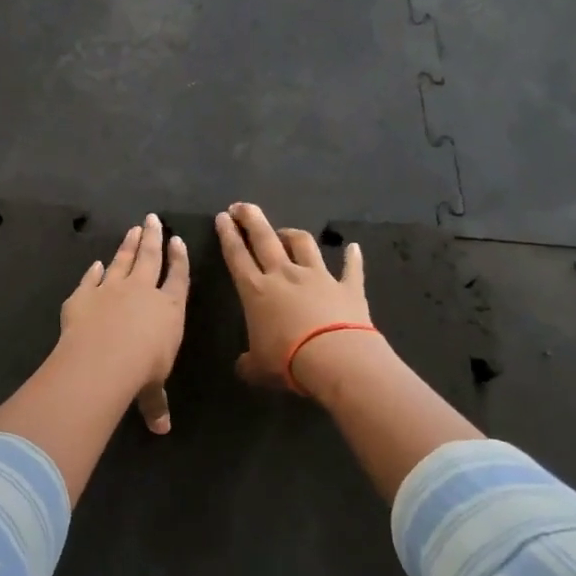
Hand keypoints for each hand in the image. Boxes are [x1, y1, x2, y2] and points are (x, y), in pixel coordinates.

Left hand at [59, 214, 189, 432]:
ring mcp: (111, 289)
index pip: (178, 278)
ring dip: (128, 244)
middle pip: (150, 257)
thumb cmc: (141, 371)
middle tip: (153, 219)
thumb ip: (156, 404)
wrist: (103, 358)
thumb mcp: (152, 391)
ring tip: (134, 229)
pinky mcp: (83, 295)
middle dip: (153, 238)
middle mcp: (143, 292)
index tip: (178, 241)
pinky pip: (91, 279)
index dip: (179, 259)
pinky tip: (96, 264)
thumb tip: (162, 429)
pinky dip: (94, 271)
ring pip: (123, 260)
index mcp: (169, 309)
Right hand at [215, 202, 378, 394]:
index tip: (222, 217)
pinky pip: (351, 268)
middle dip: (251, 219)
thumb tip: (242, 366)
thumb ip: (247, 363)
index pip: (236, 256)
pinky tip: (353, 248)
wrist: (336, 359)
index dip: (228, 235)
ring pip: (303, 244)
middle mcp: (285, 275)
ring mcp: (318, 277)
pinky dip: (352, 258)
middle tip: (242, 206)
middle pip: (265, 238)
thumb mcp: (257, 368)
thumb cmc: (287, 361)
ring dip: (292, 234)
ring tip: (285, 232)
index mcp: (256, 291)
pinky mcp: (348, 287)